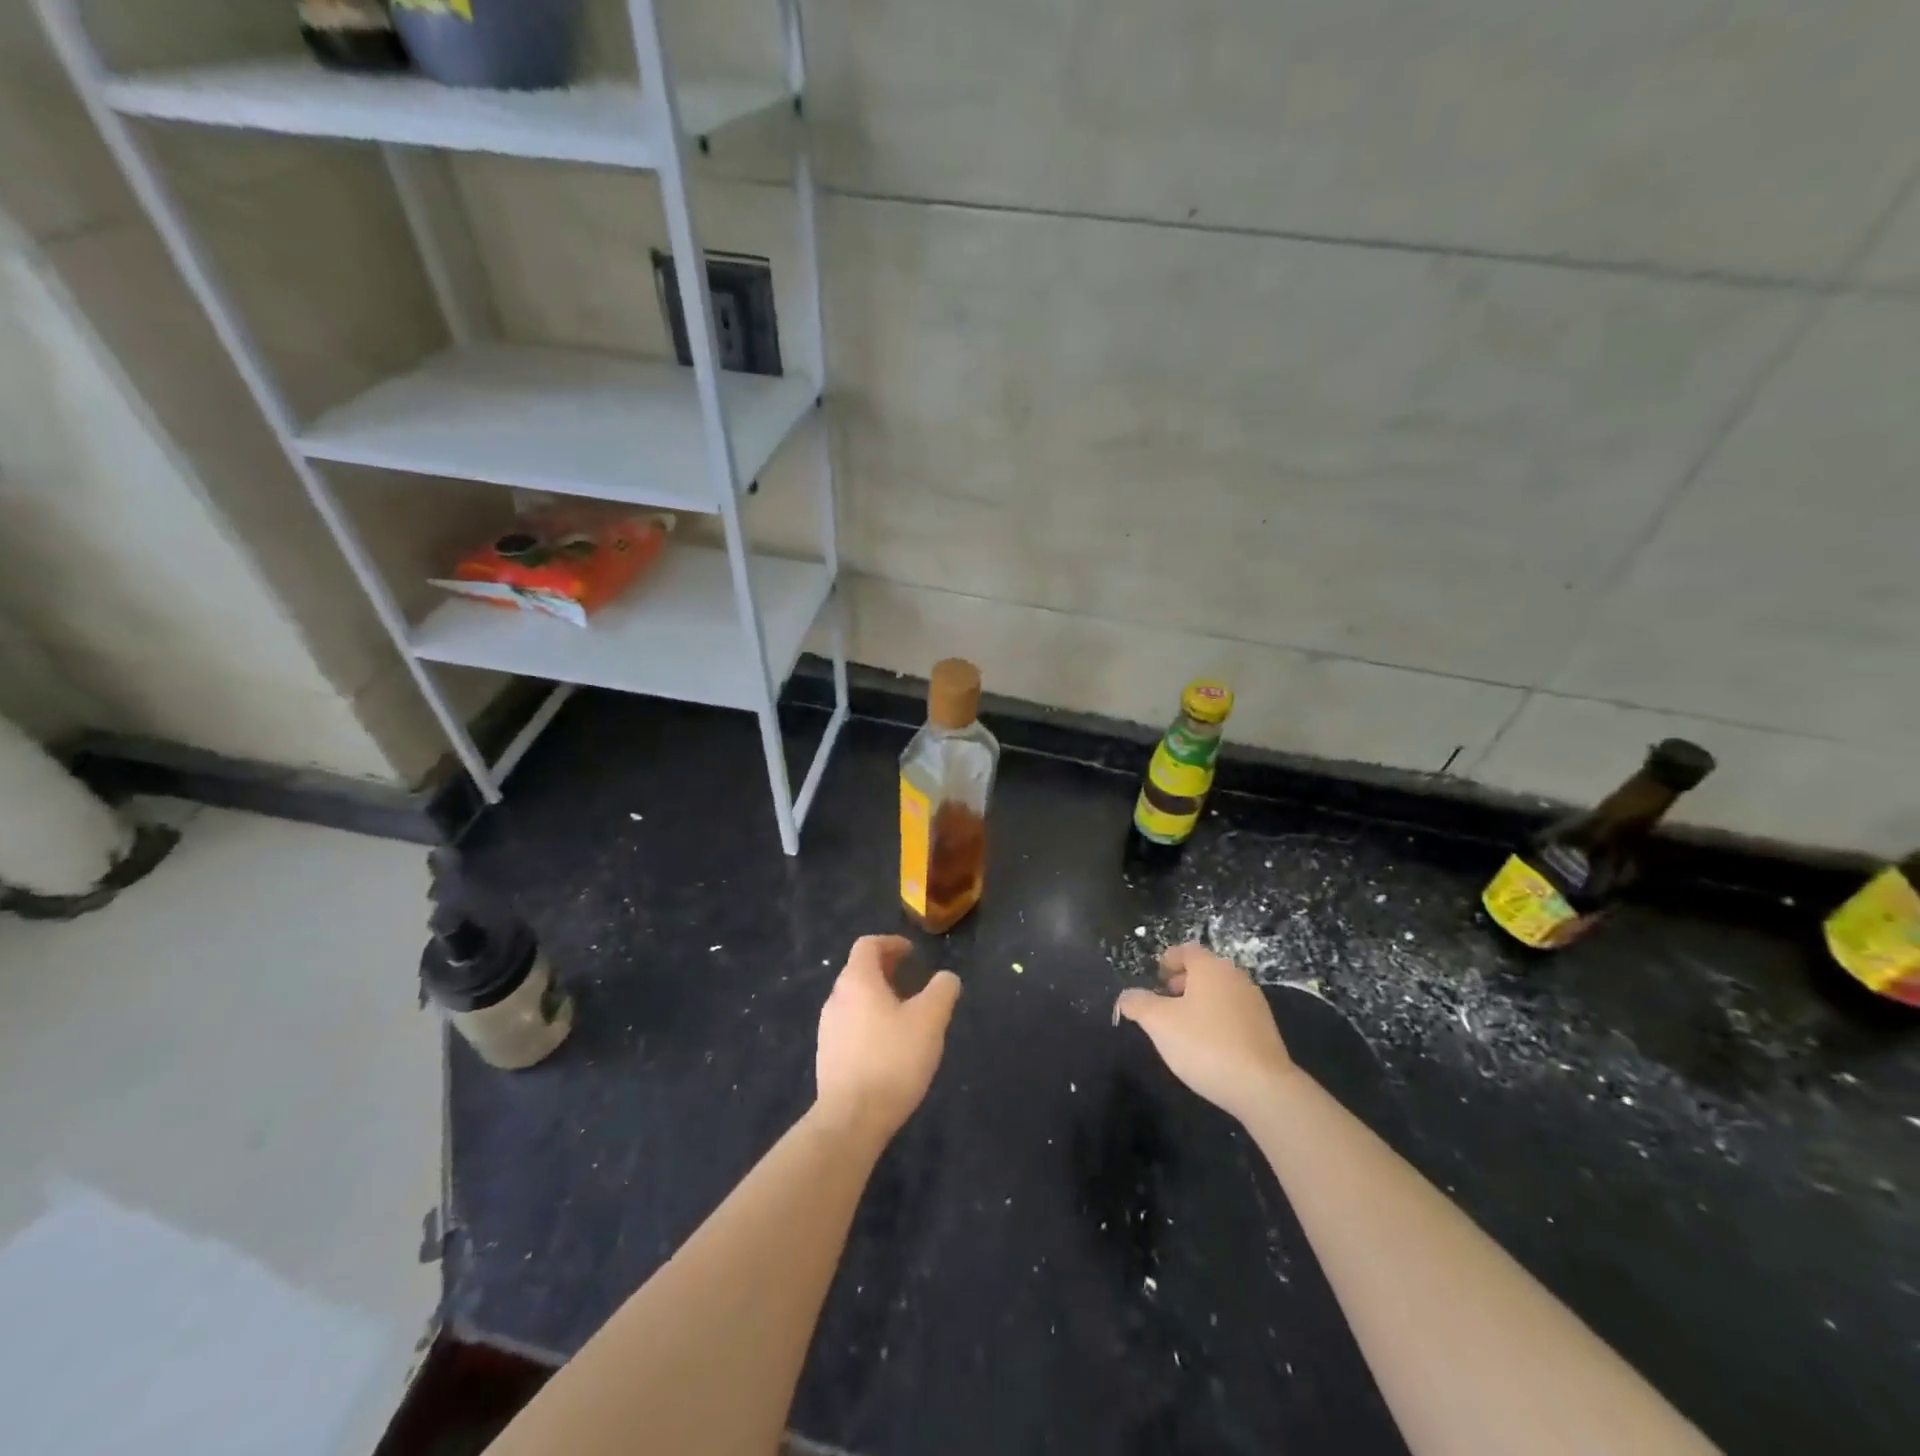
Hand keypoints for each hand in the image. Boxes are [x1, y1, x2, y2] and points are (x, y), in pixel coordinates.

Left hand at [814, 935, 960, 1143]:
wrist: (851, 1119)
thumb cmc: (892, 1059)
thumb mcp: (930, 1020)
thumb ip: (942, 991)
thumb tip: (947, 978)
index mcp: (857, 981)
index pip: (868, 945)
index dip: (891, 943)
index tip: (912, 953)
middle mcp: (836, 998)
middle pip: (859, 970)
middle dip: (886, 969)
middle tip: (912, 979)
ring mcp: (828, 1028)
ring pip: (854, 999)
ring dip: (878, 996)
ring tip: (905, 1013)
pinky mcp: (828, 1056)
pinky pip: (850, 1024)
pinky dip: (869, 1020)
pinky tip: (889, 1044)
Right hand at [1114, 943, 1294, 1122]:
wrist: (1262, 1088)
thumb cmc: (1204, 1045)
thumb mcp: (1158, 1023)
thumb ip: (1138, 1003)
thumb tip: (1126, 996)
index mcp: (1211, 968)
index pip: (1186, 951)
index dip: (1168, 960)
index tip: (1156, 978)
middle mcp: (1235, 978)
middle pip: (1204, 970)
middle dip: (1181, 982)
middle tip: (1164, 1002)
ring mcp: (1254, 1003)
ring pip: (1219, 992)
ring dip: (1199, 1002)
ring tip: (1182, 1027)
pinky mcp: (1265, 1029)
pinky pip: (1233, 1013)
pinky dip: (1217, 1019)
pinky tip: (1207, 1045)